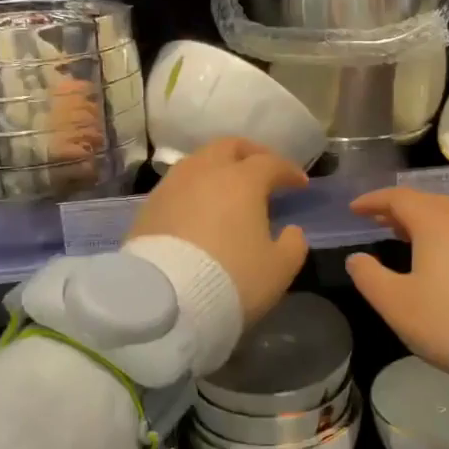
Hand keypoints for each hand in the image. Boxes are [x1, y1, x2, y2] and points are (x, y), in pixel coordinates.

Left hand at [128, 138, 309, 325]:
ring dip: (217, 168)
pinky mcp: (148, 207)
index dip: (288, 171)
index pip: (270, 163)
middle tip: (262, 170)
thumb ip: (293, 244)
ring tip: (227, 188)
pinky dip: (194, 189)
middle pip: (229, 147)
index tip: (299, 183)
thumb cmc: (233, 279)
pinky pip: (177, 186)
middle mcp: (205, 172)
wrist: (166, 301)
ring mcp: (172, 186)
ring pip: (198, 162)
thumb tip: (291, 231)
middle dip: (250, 154)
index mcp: (242, 180)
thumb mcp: (279, 269)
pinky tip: (198, 209)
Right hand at [345, 187, 448, 369]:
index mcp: (435, 223)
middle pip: (428, 203)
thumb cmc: (447, 319)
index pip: (399, 198)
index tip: (355, 209)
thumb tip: (356, 258)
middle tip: (380, 221)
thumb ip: (369, 277)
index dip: (374, 201)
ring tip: (408, 238)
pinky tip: (445, 260)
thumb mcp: (396, 303)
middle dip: (400, 209)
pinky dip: (448, 238)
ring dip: (426, 223)